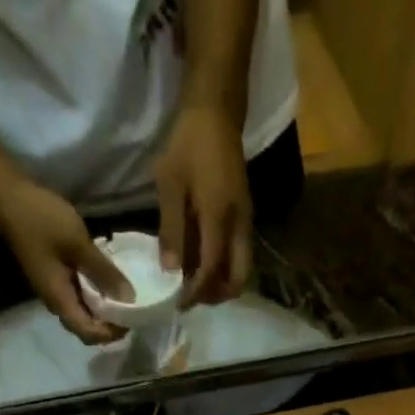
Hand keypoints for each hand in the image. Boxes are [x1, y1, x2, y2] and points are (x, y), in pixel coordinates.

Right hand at [0, 177, 131, 344]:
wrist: (6, 193)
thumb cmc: (41, 218)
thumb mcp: (78, 244)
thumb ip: (104, 273)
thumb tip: (130, 299)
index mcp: (59, 300)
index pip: (89, 334)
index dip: (111, 333)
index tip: (131, 319)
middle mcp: (55, 302)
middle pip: (86, 328)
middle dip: (109, 325)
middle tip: (130, 309)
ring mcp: (52, 289)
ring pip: (82, 312)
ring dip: (102, 309)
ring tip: (123, 295)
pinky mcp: (53, 275)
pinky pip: (78, 295)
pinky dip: (94, 294)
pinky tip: (106, 279)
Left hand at [153, 104, 252, 305]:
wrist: (216, 111)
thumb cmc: (189, 143)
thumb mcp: (170, 184)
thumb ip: (171, 231)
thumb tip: (169, 273)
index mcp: (219, 218)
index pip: (212, 271)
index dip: (196, 293)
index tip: (178, 303)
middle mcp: (238, 227)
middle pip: (237, 280)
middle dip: (215, 295)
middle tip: (191, 297)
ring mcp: (245, 223)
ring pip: (240, 270)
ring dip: (220, 284)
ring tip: (194, 283)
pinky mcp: (244, 218)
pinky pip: (238, 256)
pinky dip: (223, 268)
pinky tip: (201, 262)